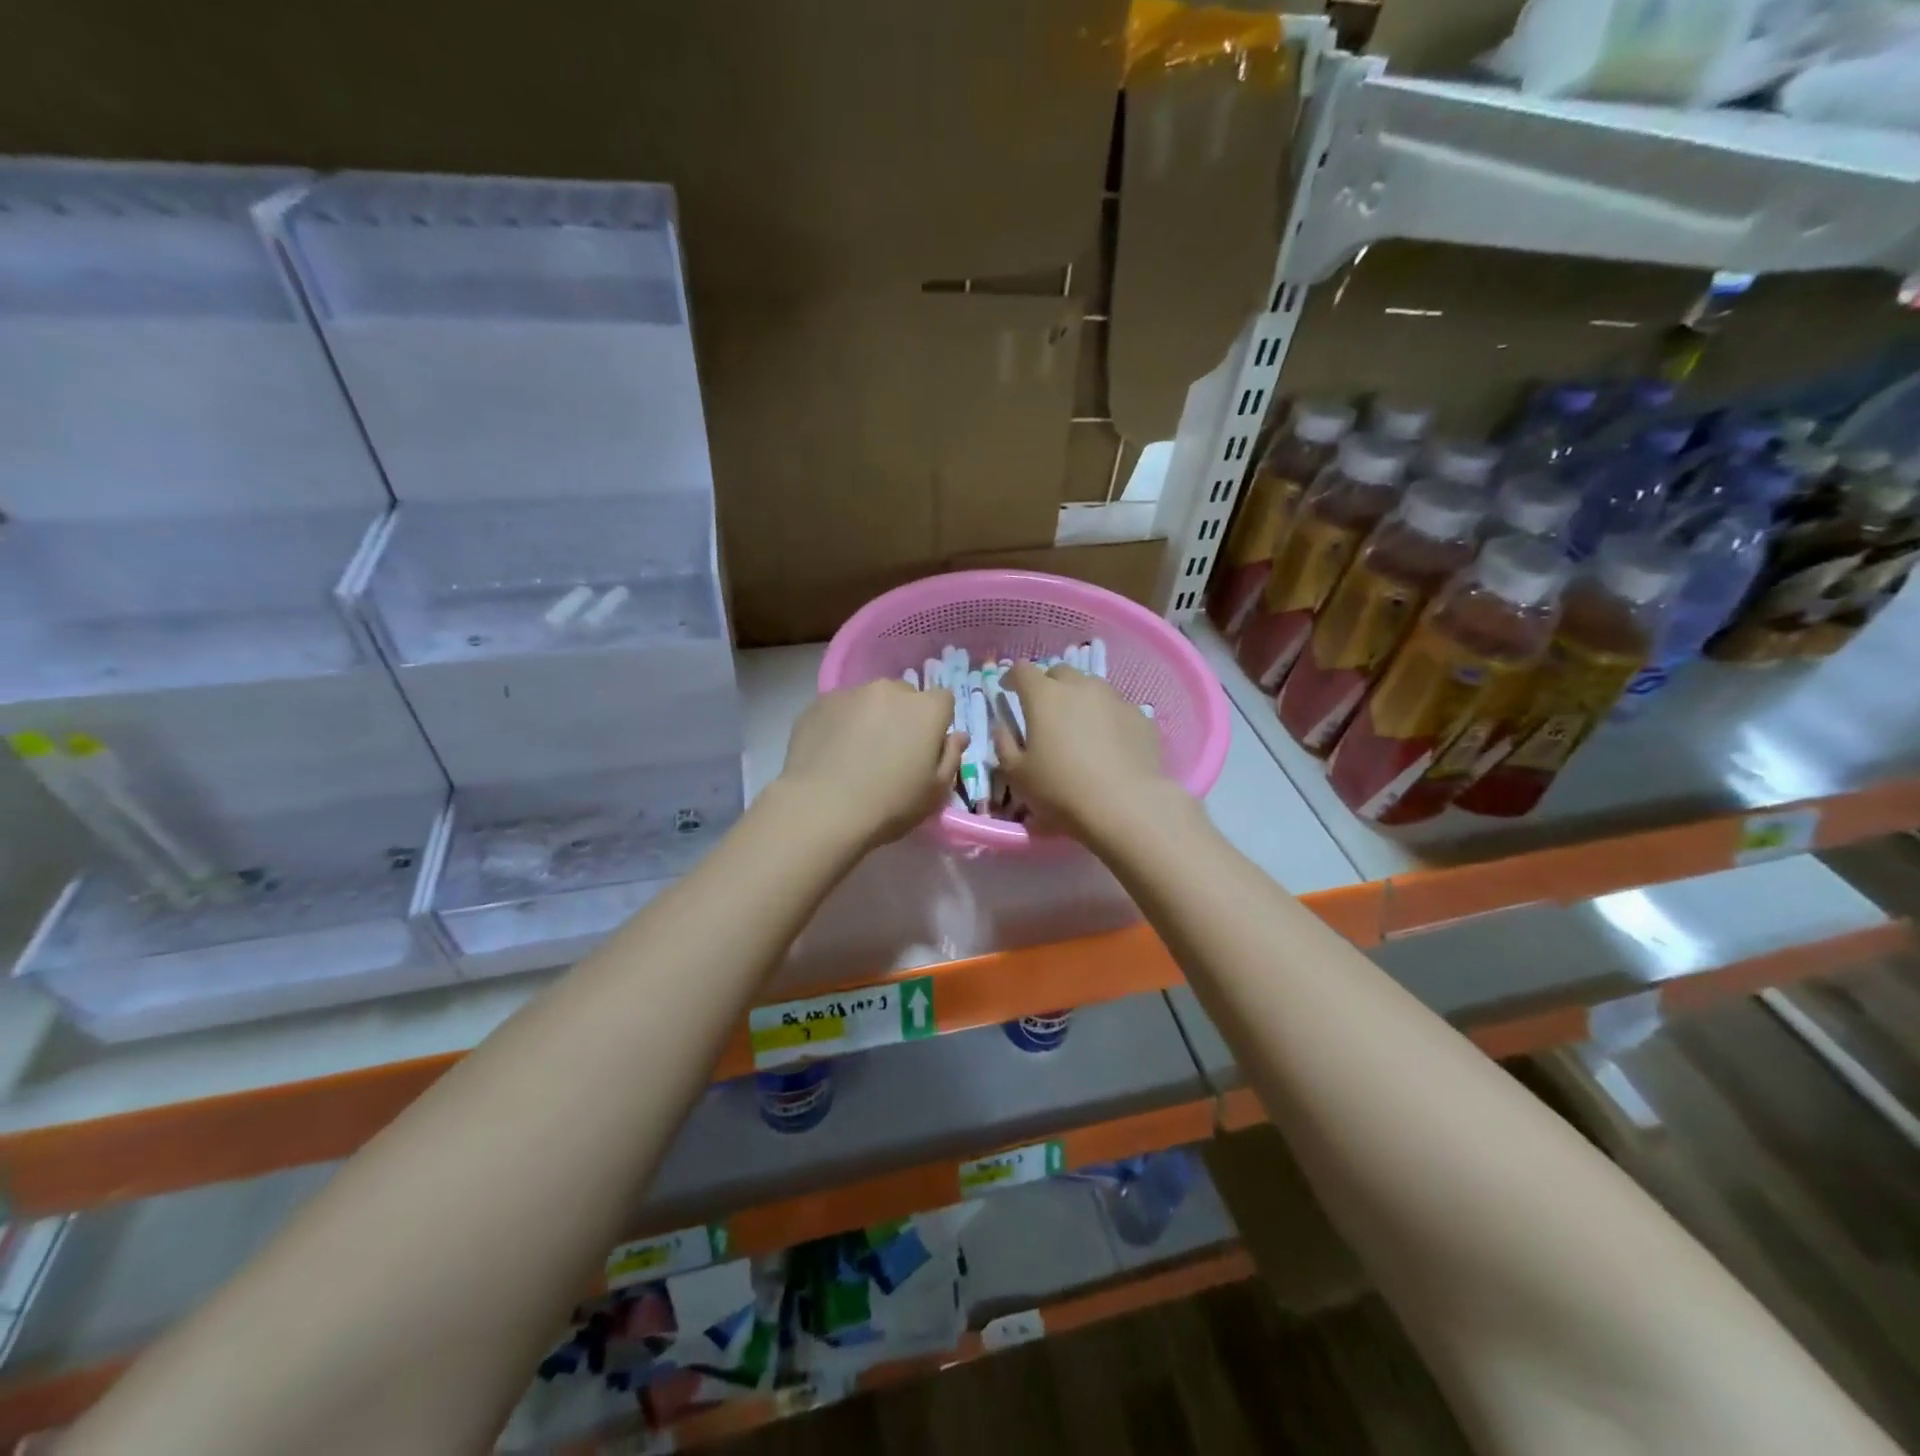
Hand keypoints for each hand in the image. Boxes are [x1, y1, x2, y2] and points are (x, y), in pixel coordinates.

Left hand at [776, 680, 966, 849]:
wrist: (822, 809)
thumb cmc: (890, 805)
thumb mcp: (935, 792)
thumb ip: (951, 757)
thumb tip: (958, 736)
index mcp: (926, 709)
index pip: (943, 701)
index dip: (936, 723)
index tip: (925, 749)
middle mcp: (890, 690)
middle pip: (904, 696)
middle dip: (902, 717)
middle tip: (890, 752)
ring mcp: (851, 694)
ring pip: (869, 701)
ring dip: (870, 718)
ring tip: (856, 753)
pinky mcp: (818, 704)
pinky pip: (839, 709)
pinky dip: (840, 724)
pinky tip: (831, 754)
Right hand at [990, 661, 1174, 843]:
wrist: (1126, 806)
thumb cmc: (1061, 790)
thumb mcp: (1017, 775)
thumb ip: (1004, 744)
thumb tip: (1003, 726)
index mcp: (1044, 696)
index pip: (1022, 670)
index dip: (1012, 678)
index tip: (1008, 691)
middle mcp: (1080, 686)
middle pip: (1059, 673)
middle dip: (1048, 686)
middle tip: (1044, 711)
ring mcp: (1115, 698)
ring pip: (1091, 687)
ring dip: (1079, 699)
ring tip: (1078, 727)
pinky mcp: (1140, 716)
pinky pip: (1116, 708)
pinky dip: (1106, 718)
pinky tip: (1107, 744)